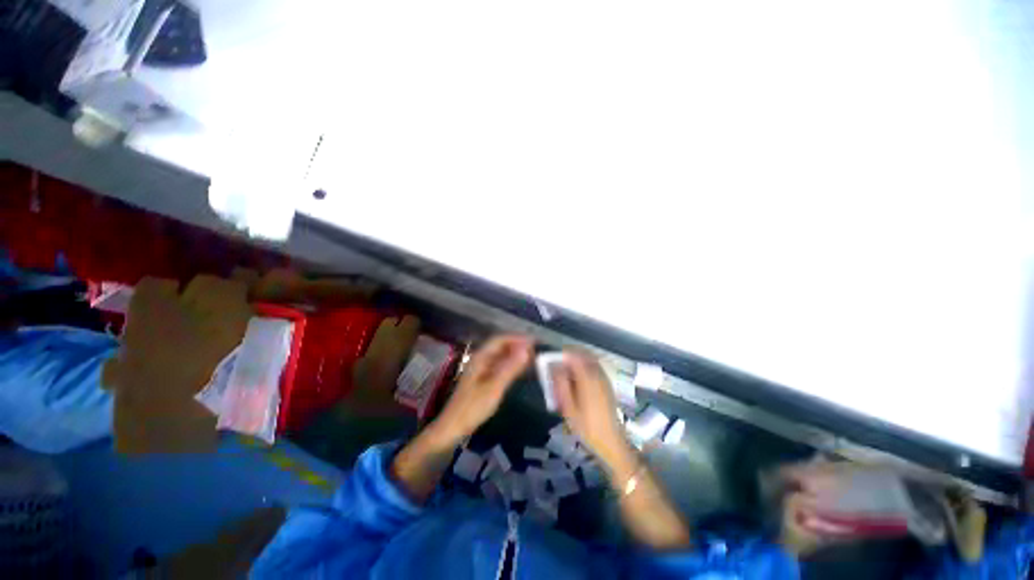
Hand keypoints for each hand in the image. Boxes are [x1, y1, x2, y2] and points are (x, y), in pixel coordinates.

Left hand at [431, 335, 532, 442]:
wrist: (452, 428)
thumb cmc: (472, 407)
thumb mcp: (494, 388)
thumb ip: (510, 368)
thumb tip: (526, 350)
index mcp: (480, 358)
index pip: (500, 340)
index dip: (517, 338)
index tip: (534, 341)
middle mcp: (480, 360)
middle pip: (500, 346)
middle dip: (517, 345)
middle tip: (536, 350)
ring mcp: (481, 370)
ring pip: (500, 356)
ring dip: (515, 355)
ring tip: (532, 358)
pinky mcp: (482, 380)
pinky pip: (499, 366)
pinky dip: (510, 365)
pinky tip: (520, 370)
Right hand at [551, 350, 629, 464]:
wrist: (611, 442)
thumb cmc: (587, 427)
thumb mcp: (569, 408)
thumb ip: (562, 385)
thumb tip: (555, 368)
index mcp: (588, 379)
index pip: (576, 357)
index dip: (565, 354)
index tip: (555, 357)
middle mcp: (599, 376)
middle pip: (585, 356)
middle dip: (572, 356)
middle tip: (561, 363)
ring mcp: (605, 381)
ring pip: (592, 362)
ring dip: (580, 362)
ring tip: (568, 371)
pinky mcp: (608, 387)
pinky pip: (596, 369)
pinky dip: (587, 368)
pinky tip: (580, 380)